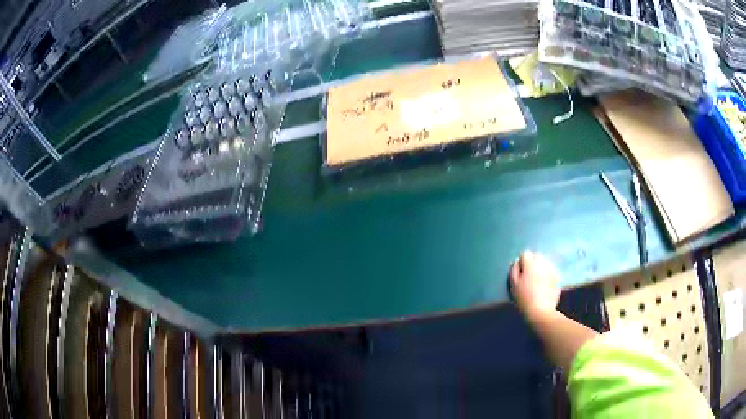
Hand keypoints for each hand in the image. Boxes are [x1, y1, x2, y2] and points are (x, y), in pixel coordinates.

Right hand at [510, 251, 560, 321]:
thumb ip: (514, 270)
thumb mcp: (513, 285)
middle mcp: (542, 263)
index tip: (520, 273)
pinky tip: (545, 284)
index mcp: (530, 264)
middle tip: (528, 275)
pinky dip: (547, 274)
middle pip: (537, 256)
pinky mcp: (557, 277)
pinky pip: (551, 270)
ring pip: (545, 262)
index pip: (525, 254)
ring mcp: (551, 269)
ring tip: (537, 280)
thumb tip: (517, 262)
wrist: (540, 311)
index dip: (522, 263)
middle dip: (533, 262)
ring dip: (541, 267)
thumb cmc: (524, 298)